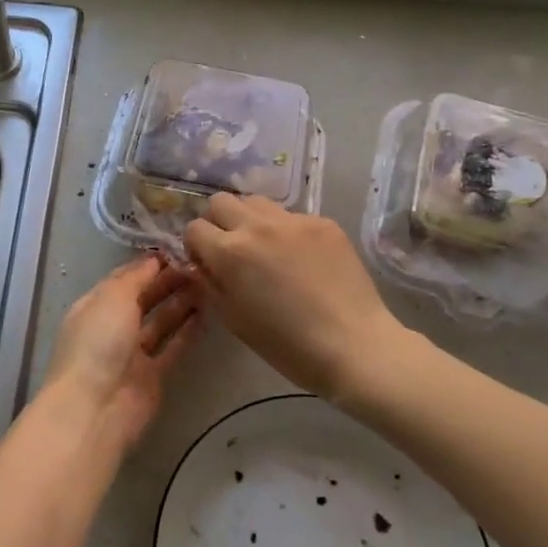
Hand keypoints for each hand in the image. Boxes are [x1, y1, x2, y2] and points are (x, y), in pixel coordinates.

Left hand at [39, 255, 203, 451]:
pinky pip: (172, 348)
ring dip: (181, 304)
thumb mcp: (112, 298)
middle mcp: (112, 327)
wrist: (95, 409)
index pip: (123, 278)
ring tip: (208, 284)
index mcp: (95, 306)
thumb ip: (135, 278)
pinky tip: (206, 315)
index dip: (148, 265)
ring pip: (160, 322)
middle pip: (143, 299)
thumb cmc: (98, 343)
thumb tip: (153, 260)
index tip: (177, 250)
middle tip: (199, 266)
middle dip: (168, 282)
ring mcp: (132, 354)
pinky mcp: (152, 376)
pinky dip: (187, 332)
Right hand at [184, 195, 407, 400]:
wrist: (352, 345)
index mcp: (230, 252)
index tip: (208, 263)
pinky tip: (303, 260)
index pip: (195, 228)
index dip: (197, 246)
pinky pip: (293, 217)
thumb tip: (201, 265)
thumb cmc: (286, 344)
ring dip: (252, 220)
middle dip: (219, 222)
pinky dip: (288, 232)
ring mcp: (294, 221)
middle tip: (233, 249)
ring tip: (267, 248)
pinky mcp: (324, 223)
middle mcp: (257, 226)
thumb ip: (210, 284)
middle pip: (221, 201)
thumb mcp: (233, 319)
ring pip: (257, 202)